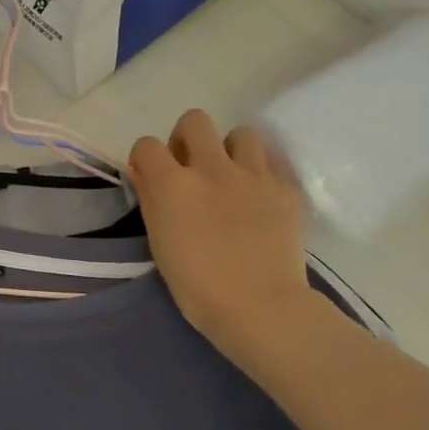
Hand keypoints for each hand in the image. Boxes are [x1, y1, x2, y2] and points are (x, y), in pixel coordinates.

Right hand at [129, 109, 320, 363]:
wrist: (259, 307)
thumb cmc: (197, 286)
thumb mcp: (160, 243)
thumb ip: (150, 200)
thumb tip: (142, 173)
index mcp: (173, 185)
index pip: (147, 145)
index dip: (145, 159)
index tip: (150, 177)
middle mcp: (212, 168)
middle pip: (194, 121)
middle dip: (186, 139)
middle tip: (190, 169)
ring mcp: (254, 175)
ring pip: (240, 133)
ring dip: (230, 150)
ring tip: (230, 178)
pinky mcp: (286, 188)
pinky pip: (272, 162)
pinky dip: (261, 172)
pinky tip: (258, 196)